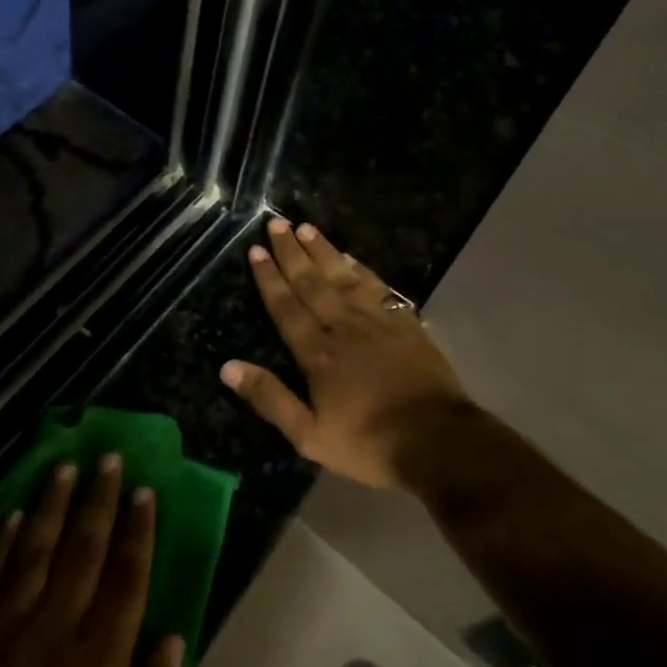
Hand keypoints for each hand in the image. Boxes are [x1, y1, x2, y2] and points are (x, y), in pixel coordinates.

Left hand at [0, 457, 184, 666]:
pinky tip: (14, 514)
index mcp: (100, 661)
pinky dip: (1, 542)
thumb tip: (174, 637)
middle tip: (107, 457)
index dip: (137, 531)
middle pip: (82, 550)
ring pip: (35, 550)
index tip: (144, 490)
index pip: (126, 578)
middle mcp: (55, 629)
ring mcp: (7, 629)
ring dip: (52, 505)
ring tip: (64, 467)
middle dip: (98, 500)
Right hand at [222, 219, 469, 488]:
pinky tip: (352, 258)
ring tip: (307, 227)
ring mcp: (377, 322)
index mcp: (317, 353)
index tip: (257, 250)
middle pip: (312, 283)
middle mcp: (343, 327)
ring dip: (323, 252)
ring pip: (343, 278)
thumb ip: (270, 399)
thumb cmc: (369, 443)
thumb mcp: (310, 436)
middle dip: (292, 253)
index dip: (269, 278)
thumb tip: (228, 367)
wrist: (439, 442)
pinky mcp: (405, 325)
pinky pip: (378, 287)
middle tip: (277, 224)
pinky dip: (361, 270)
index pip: (286, 307)